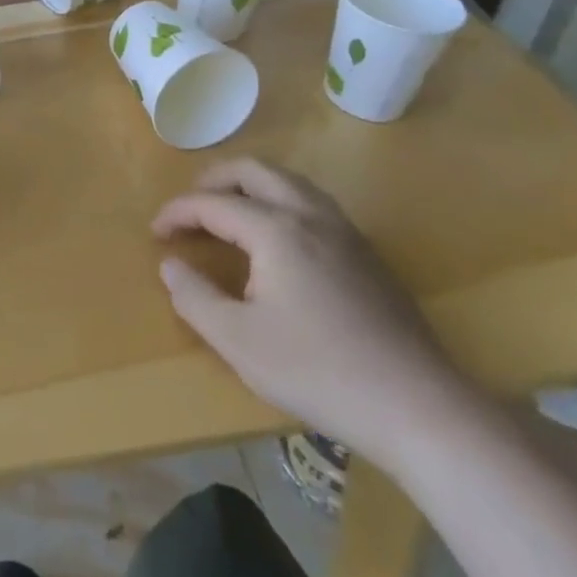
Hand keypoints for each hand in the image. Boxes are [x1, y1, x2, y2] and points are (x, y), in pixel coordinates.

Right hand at [152, 157, 481, 471]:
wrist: (419, 407)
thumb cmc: (318, 371)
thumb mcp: (239, 341)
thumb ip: (195, 297)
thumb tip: (170, 265)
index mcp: (275, 229)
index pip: (213, 203)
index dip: (177, 212)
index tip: (156, 233)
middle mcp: (309, 214)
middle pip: (254, 170)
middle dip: (214, 179)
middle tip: (190, 205)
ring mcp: (344, 231)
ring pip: (288, 181)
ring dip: (250, 184)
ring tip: (229, 209)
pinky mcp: (367, 253)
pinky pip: (312, 202)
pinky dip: (279, 200)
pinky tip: (278, 236)